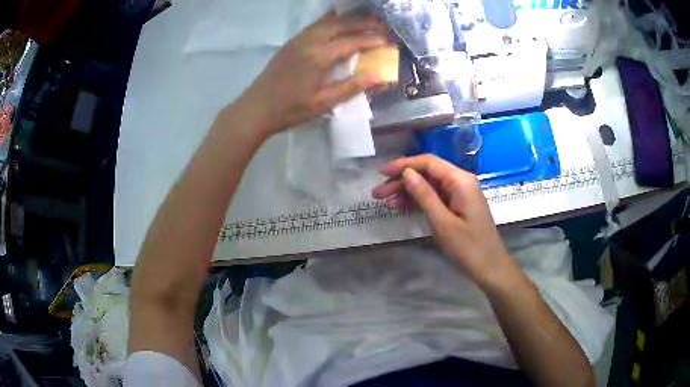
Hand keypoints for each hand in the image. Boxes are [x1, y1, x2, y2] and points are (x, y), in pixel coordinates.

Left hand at [240, 12, 389, 135]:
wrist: (256, 108)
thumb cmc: (290, 110)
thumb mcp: (323, 103)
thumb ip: (351, 87)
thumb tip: (380, 76)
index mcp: (319, 56)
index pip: (352, 42)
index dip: (372, 40)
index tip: (388, 41)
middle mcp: (310, 42)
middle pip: (341, 26)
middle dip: (364, 24)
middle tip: (383, 26)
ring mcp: (298, 40)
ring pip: (328, 23)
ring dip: (348, 20)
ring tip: (365, 20)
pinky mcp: (291, 42)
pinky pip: (314, 25)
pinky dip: (328, 19)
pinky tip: (335, 16)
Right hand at [372, 154, 520, 289]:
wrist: (490, 268)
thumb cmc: (469, 247)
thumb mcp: (443, 223)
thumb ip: (425, 196)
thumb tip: (407, 173)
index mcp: (460, 181)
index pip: (428, 163)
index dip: (404, 164)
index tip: (382, 173)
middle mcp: (460, 182)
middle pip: (427, 174)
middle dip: (401, 181)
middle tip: (377, 192)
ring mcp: (459, 194)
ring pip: (428, 186)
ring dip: (406, 192)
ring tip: (383, 201)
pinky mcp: (457, 206)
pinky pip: (434, 198)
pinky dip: (417, 201)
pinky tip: (399, 206)